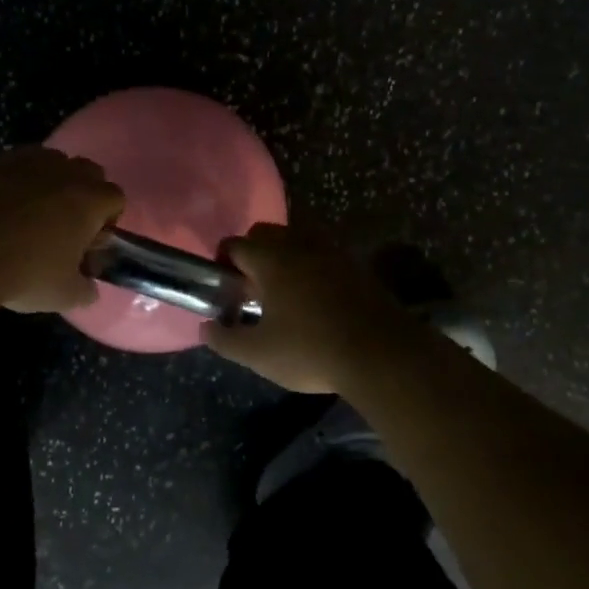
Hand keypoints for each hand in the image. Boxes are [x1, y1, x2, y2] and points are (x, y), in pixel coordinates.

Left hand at [0, 147, 124, 313]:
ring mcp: (21, 162)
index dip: (107, 220)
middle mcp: (60, 171)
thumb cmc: (23, 273)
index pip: (115, 197)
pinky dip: (7, 185)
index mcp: (88, 199)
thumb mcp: (63, 295)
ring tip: (28, 215)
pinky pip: (7, 170)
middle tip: (64, 226)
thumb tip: (88, 288)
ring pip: (46, 161)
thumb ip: (84, 289)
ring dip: (46, 182)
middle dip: (81, 193)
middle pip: (86, 171)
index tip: (90, 242)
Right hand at [200, 223, 413, 392]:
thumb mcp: (258, 354)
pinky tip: (315, 299)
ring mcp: (331, 252)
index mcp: (271, 260)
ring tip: (284, 293)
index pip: (234, 244)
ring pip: (296, 240)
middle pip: (265, 233)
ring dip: (284, 257)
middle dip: (253, 254)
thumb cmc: (311, 350)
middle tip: (253, 288)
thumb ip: (225, 339)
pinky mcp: (356, 265)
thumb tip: (206, 327)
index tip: (226, 288)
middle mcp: (299, 245)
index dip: (223, 263)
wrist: (382, 355)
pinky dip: (312, 267)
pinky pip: (323, 255)